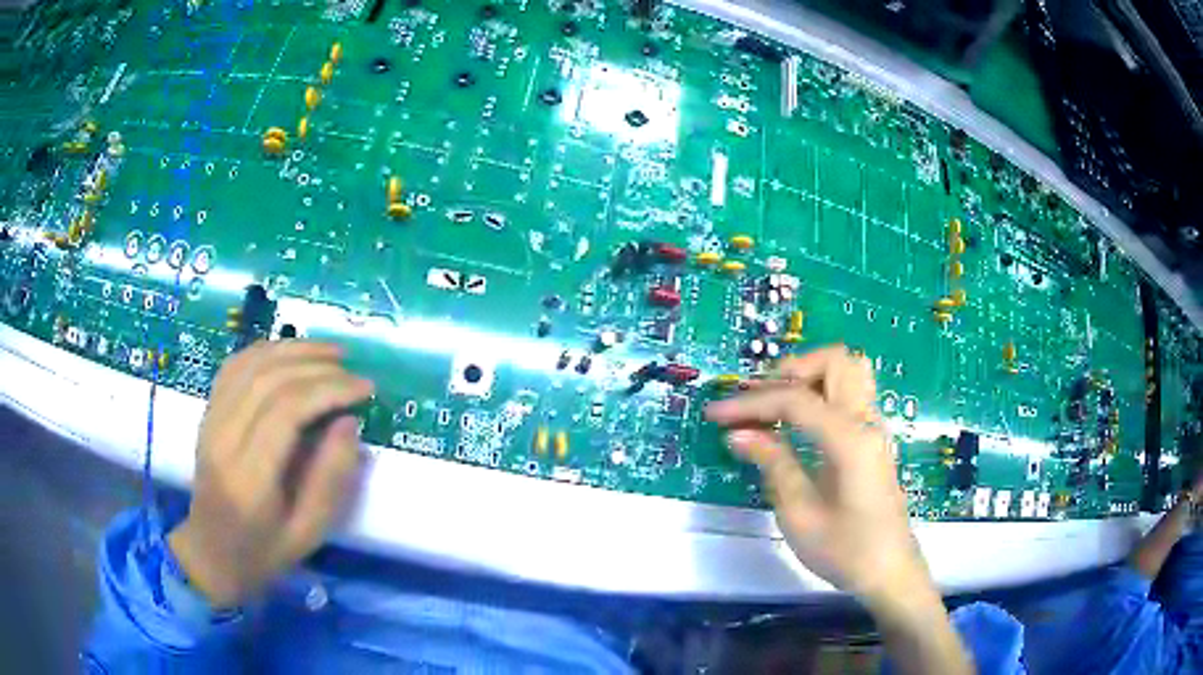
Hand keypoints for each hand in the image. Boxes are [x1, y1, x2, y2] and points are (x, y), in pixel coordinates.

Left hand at [168, 341, 373, 607]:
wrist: (210, 552)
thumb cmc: (263, 551)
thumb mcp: (309, 532)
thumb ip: (331, 479)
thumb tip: (349, 423)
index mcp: (249, 477)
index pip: (287, 410)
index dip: (329, 389)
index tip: (365, 389)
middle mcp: (223, 438)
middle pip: (269, 379)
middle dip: (317, 366)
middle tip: (353, 372)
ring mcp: (210, 420)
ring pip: (251, 364)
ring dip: (294, 349)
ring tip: (330, 353)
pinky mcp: (207, 412)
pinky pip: (234, 366)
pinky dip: (266, 350)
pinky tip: (290, 353)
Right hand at [705, 346, 928, 610]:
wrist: (888, 572)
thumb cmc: (844, 550)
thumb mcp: (799, 513)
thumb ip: (772, 464)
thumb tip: (738, 433)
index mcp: (849, 439)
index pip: (796, 398)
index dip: (751, 402)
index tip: (715, 415)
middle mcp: (867, 421)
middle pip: (835, 360)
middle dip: (791, 370)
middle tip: (758, 401)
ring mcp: (874, 427)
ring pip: (849, 370)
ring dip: (810, 376)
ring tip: (777, 405)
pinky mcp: (873, 438)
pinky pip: (850, 393)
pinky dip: (821, 392)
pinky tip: (797, 423)